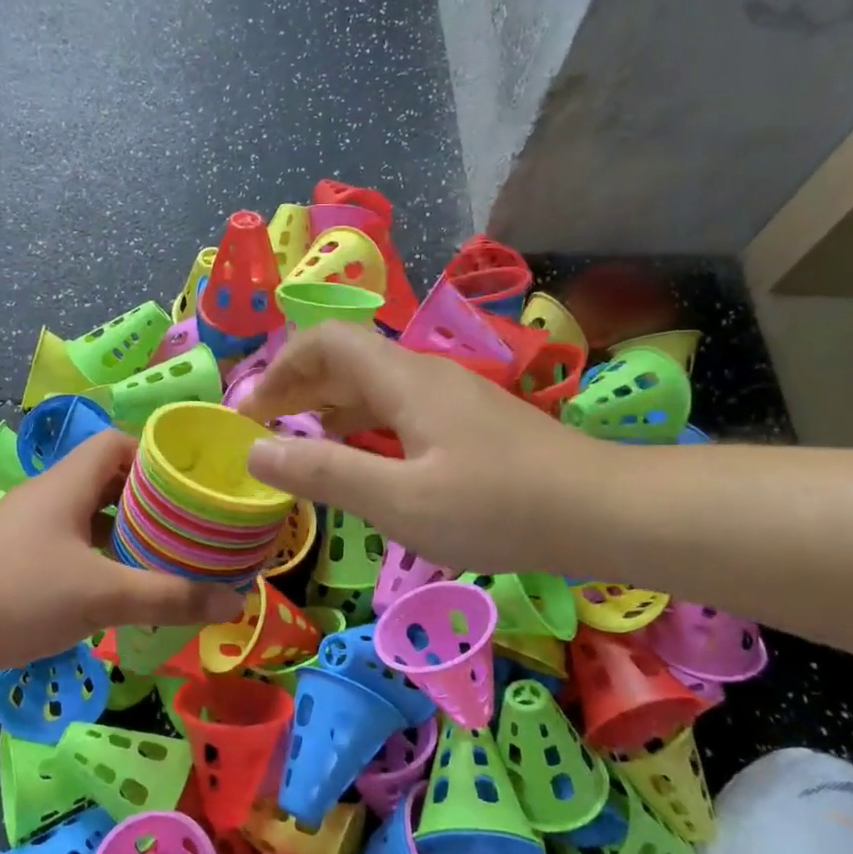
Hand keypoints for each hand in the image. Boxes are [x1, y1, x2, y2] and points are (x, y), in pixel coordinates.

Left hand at [0, 430, 244, 675]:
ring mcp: (31, 530)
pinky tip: (120, 594)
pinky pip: (73, 549)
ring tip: (169, 561)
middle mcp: (51, 496)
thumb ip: (169, 596)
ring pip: (92, 519)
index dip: (158, 455)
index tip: (193, 484)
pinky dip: (102, 562)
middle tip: (193, 529)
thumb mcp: (100, 595)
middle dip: (153, 502)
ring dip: (128, 535)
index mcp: (70, 483)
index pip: (120, 443)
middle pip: (111, 481)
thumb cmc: (12, 593)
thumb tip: (234, 599)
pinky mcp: (16, 562)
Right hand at [236, 322, 610, 576]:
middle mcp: (424, 374)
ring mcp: (451, 396)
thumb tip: (254, 452)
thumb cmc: (497, 507)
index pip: (325, 342)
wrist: (602, 512)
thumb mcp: (399, 500)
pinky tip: (362, 461)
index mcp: (403, 380)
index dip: (280, 368)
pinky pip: (399, 409)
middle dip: (297, 388)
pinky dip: (363, 426)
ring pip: (373, 385)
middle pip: (346, 359)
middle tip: (264, 432)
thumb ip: (324, 474)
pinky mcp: (469, 422)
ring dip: (328, 408)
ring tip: (300, 447)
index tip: (250, 413)